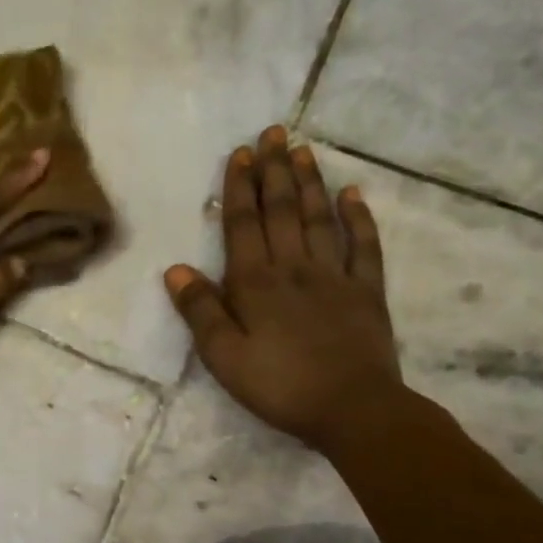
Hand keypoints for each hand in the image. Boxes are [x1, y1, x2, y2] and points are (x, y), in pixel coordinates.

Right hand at [164, 125, 404, 453]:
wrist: (353, 409)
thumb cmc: (279, 385)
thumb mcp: (224, 356)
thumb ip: (200, 310)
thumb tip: (175, 269)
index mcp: (255, 283)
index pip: (244, 224)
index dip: (240, 188)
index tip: (241, 153)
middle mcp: (294, 268)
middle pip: (281, 210)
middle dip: (274, 170)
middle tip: (273, 132)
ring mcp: (334, 276)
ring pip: (318, 219)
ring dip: (309, 182)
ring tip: (302, 149)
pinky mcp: (366, 292)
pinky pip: (363, 247)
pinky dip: (359, 218)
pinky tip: (353, 194)